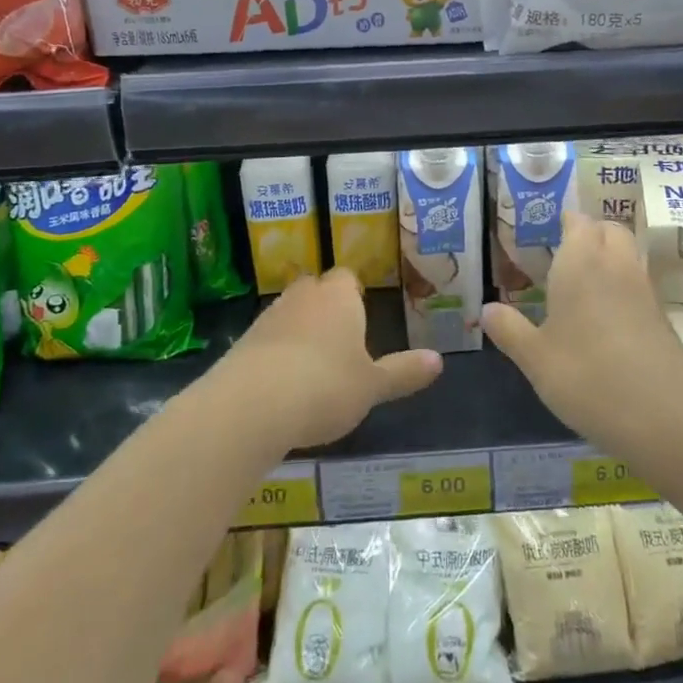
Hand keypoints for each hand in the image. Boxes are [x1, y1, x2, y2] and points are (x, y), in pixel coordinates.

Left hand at [220, 268, 442, 450]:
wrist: (251, 405)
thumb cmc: (326, 386)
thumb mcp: (373, 386)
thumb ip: (403, 372)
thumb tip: (439, 360)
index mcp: (339, 296)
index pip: (347, 277)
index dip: (354, 294)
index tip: (361, 315)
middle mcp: (303, 296)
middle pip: (316, 291)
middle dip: (326, 309)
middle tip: (341, 340)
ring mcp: (268, 317)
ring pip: (290, 314)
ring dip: (299, 332)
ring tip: (312, 367)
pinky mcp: (242, 342)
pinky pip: (267, 341)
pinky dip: (276, 355)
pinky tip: (283, 386)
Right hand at [483, 212, 682, 460]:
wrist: (664, 415)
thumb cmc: (587, 376)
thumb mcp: (535, 358)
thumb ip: (510, 329)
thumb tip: (486, 308)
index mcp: (581, 262)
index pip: (578, 221)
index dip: (566, 221)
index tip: (549, 230)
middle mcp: (615, 265)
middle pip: (609, 229)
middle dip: (590, 233)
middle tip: (565, 253)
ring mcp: (644, 290)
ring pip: (627, 254)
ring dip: (608, 258)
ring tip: (582, 284)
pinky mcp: (661, 318)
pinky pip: (638, 285)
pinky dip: (622, 287)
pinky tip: (604, 318)